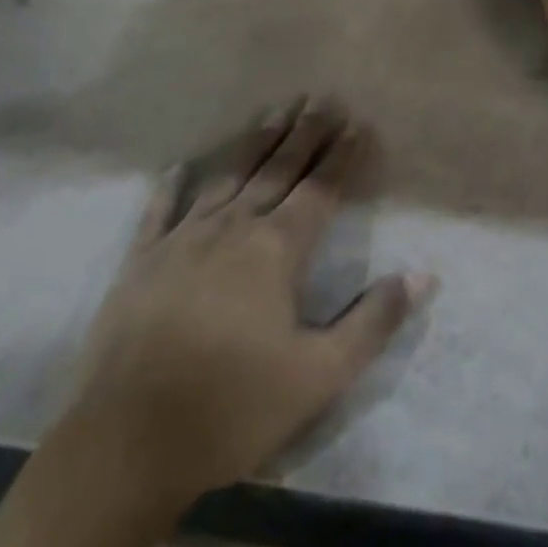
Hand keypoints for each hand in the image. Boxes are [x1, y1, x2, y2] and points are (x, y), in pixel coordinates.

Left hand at [67, 101, 434, 514]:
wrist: (124, 448)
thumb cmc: (232, 409)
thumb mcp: (320, 375)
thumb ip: (374, 321)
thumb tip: (422, 275)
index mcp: (276, 250)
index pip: (321, 189)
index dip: (343, 155)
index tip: (359, 122)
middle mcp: (232, 229)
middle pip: (277, 170)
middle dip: (304, 132)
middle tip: (322, 97)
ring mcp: (181, 241)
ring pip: (227, 178)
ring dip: (254, 143)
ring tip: (274, 111)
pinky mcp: (139, 264)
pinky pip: (159, 213)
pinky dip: (171, 187)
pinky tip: (178, 166)